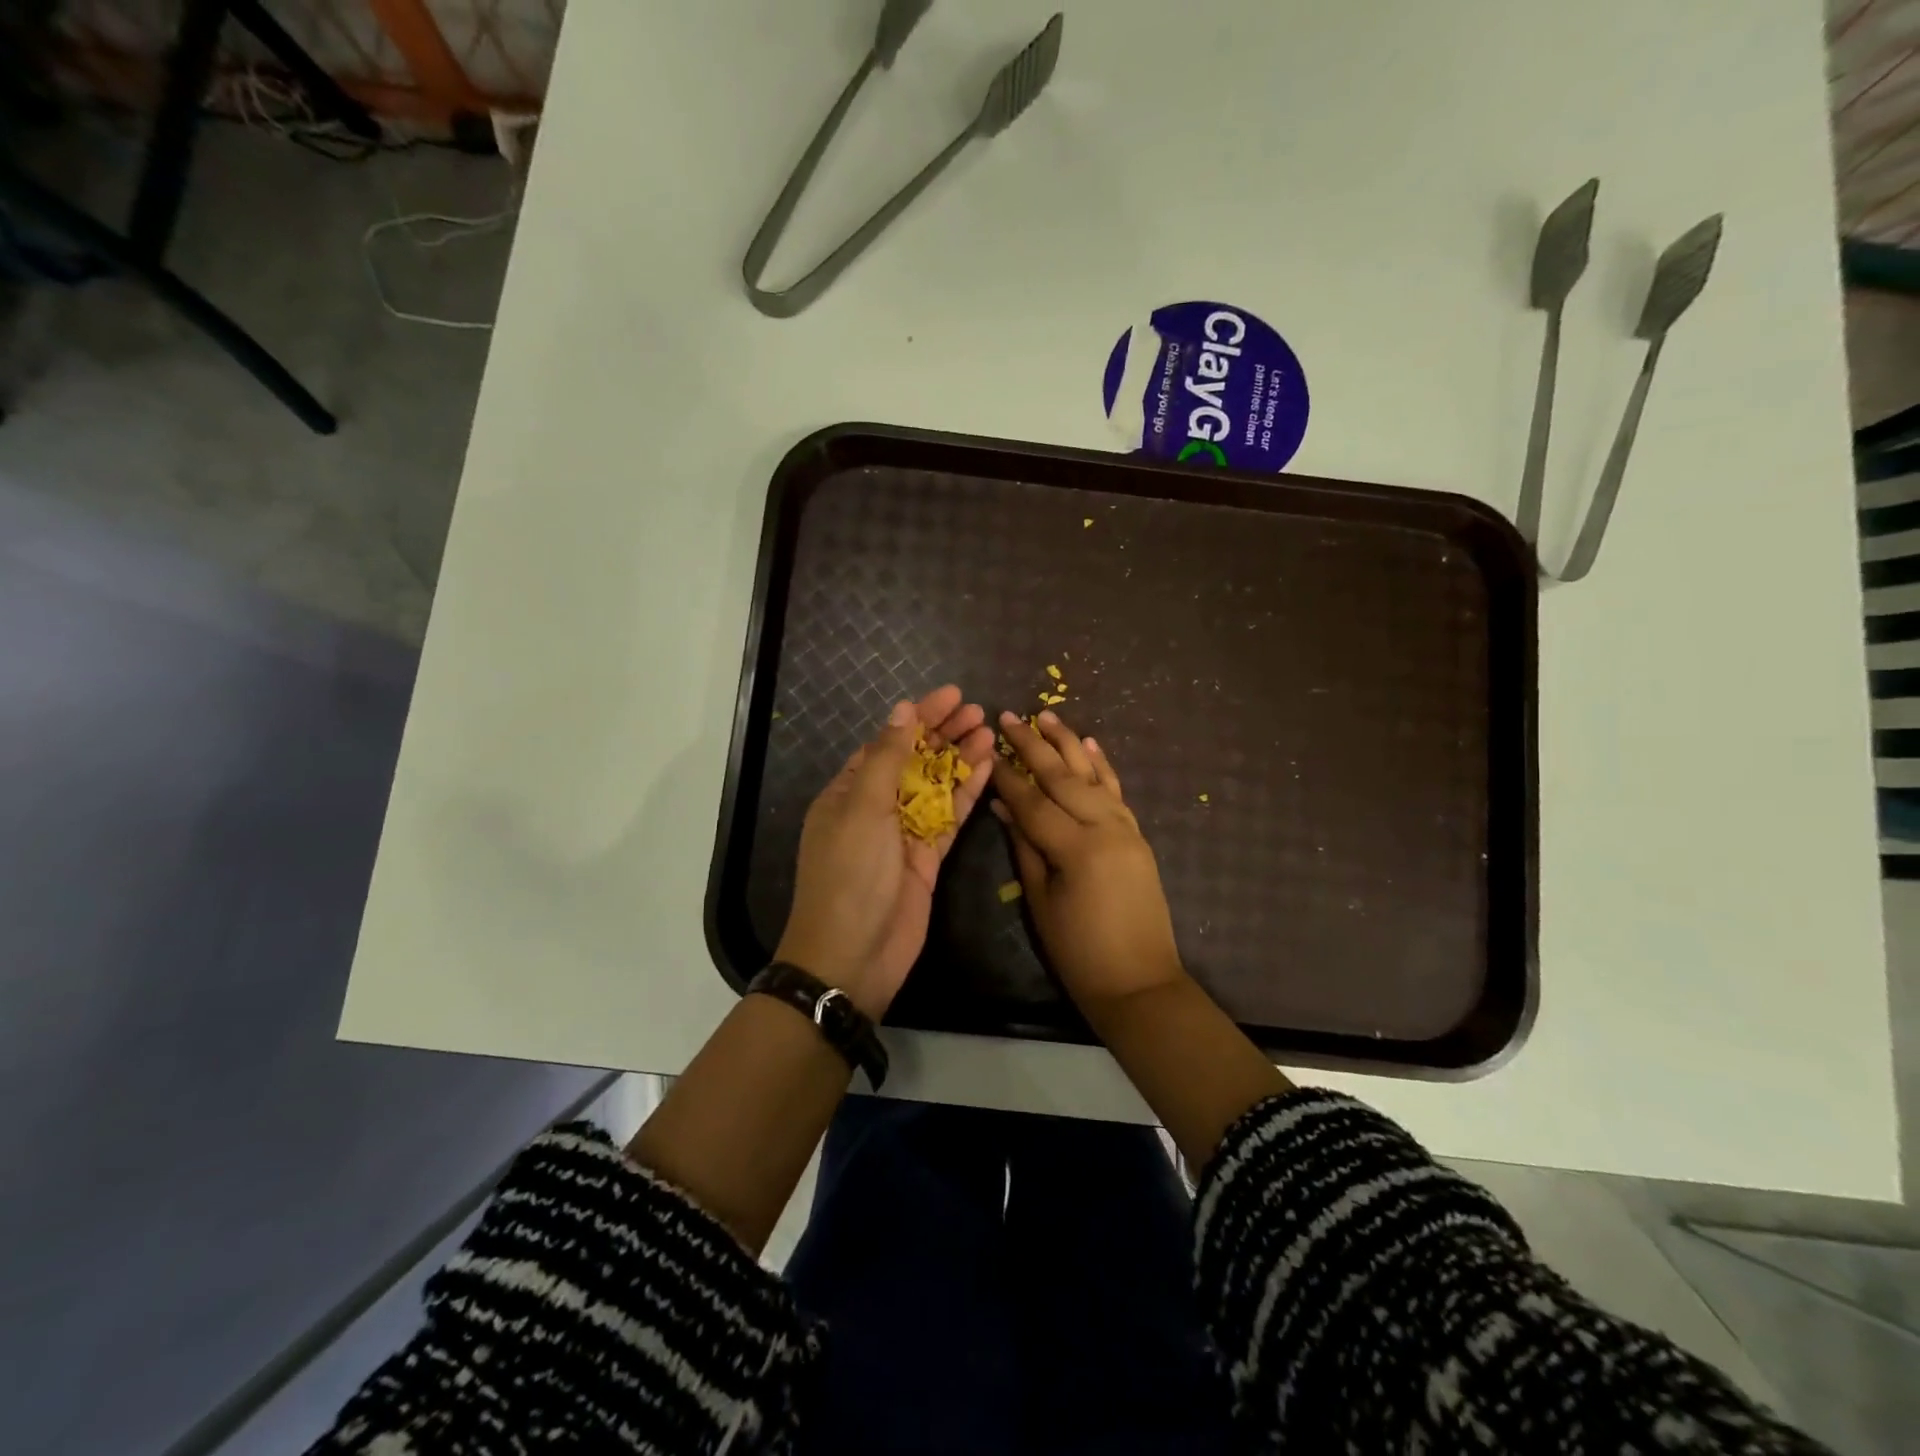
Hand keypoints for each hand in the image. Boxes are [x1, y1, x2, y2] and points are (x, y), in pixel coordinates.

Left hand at [775, 686, 994, 1018]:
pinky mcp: (928, 858)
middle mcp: (876, 807)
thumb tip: (903, 710)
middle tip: (978, 710)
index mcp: (849, 791)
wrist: (854, 955)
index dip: (919, 717)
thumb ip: (886, 757)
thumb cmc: (850, 874)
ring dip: (961, 759)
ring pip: (937, 786)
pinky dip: (968, 793)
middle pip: (915, 760)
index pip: (887, 741)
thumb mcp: (863, 808)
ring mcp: (904, 833)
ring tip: (990, 731)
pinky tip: (989, 768)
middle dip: (944, 734)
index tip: (951, 695)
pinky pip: (950, 817)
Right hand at [990, 710, 1188, 1011]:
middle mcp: (1105, 828)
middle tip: (1011, 717)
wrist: (1139, 981)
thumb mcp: (1040, 901)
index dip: (1007, 776)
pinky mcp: (1137, 835)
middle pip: (1064, 777)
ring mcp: (1126, 828)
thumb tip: (1003, 806)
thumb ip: (1024, 847)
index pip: (1033, 801)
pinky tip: (1091, 744)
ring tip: (1048, 715)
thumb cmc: (1078, 952)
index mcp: (1077, 848)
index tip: (987, 749)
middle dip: (1034, 745)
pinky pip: (1118, 791)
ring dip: (1069, 743)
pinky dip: (1103, 765)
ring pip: (1094, 775)